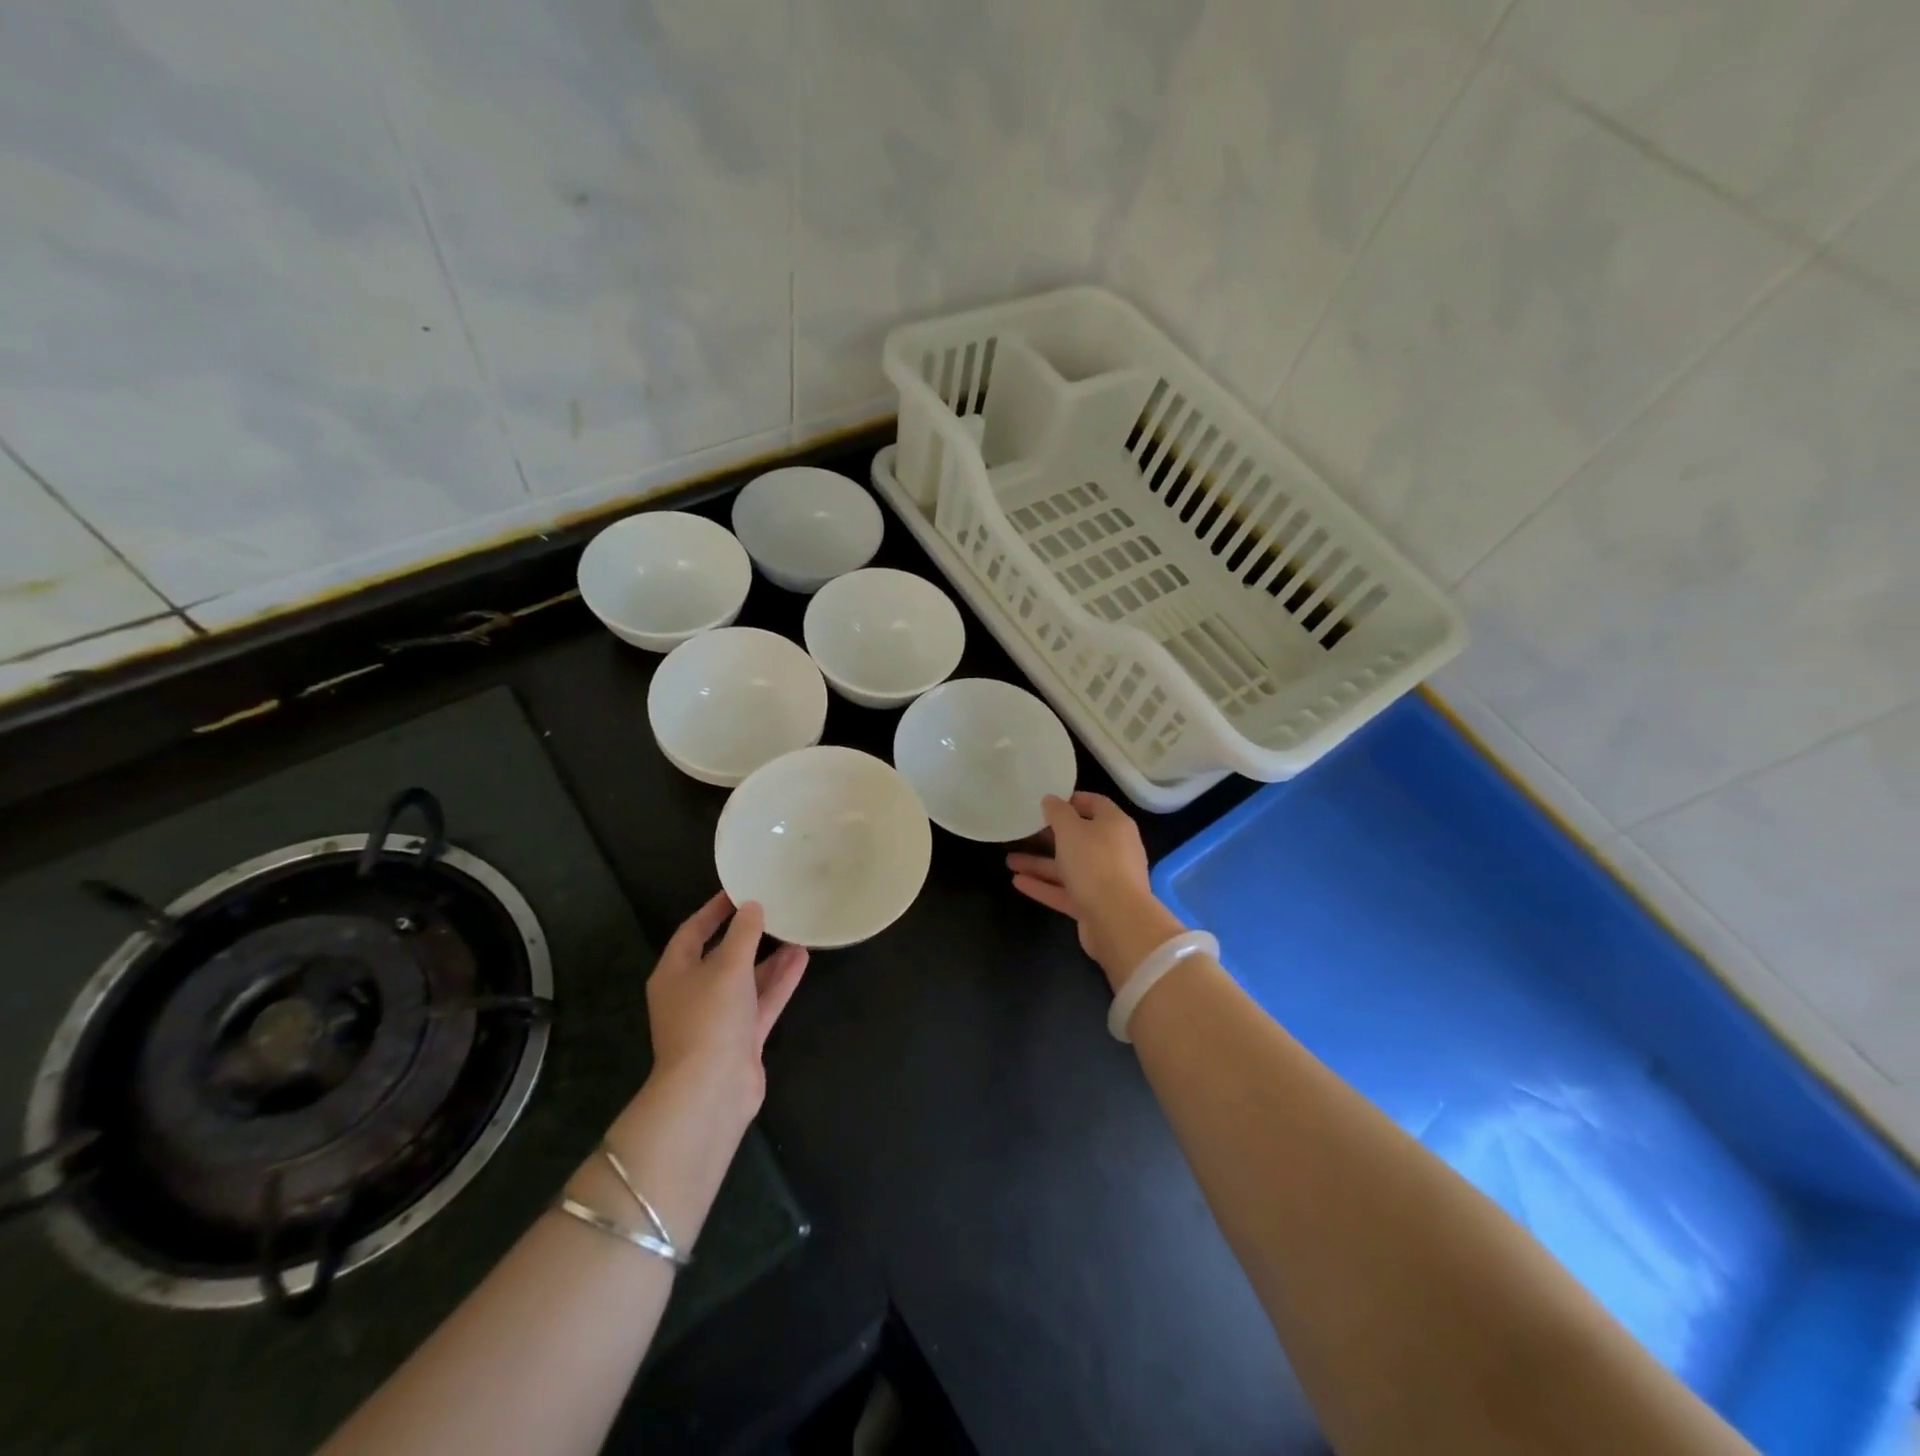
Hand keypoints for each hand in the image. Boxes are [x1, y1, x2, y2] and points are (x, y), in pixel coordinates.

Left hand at [644, 893, 807, 1125]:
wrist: (711, 1090)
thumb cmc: (709, 1017)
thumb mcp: (727, 966)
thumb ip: (743, 933)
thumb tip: (752, 906)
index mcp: (674, 973)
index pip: (692, 931)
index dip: (714, 910)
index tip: (739, 890)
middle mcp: (693, 994)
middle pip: (721, 956)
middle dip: (748, 935)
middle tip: (774, 910)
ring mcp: (718, 1019)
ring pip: (746, 980)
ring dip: (770, 959)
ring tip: (796, 931)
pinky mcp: (741, 1039)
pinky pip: (762, 1002)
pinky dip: (779, 982)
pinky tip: (802, 959)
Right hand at [1006, 792, 1185, 990]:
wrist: (1118, 921)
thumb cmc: (1095, 863)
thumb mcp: (1070, 830)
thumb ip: (1058, 812)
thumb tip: (1050, 799)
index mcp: (1115, 825)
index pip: (1095, 804)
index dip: (1071, 800)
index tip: (1045, 801)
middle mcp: (1113, 850)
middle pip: (1079, 837)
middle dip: (1049, 836)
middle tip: (1022, 832)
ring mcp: (1104, 880)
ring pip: (1068, 867)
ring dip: (1039, 863)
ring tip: (1009, 861)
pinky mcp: (1094, 905)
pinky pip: (1065, 891)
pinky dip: (1043, 886)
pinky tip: (1017, 882)